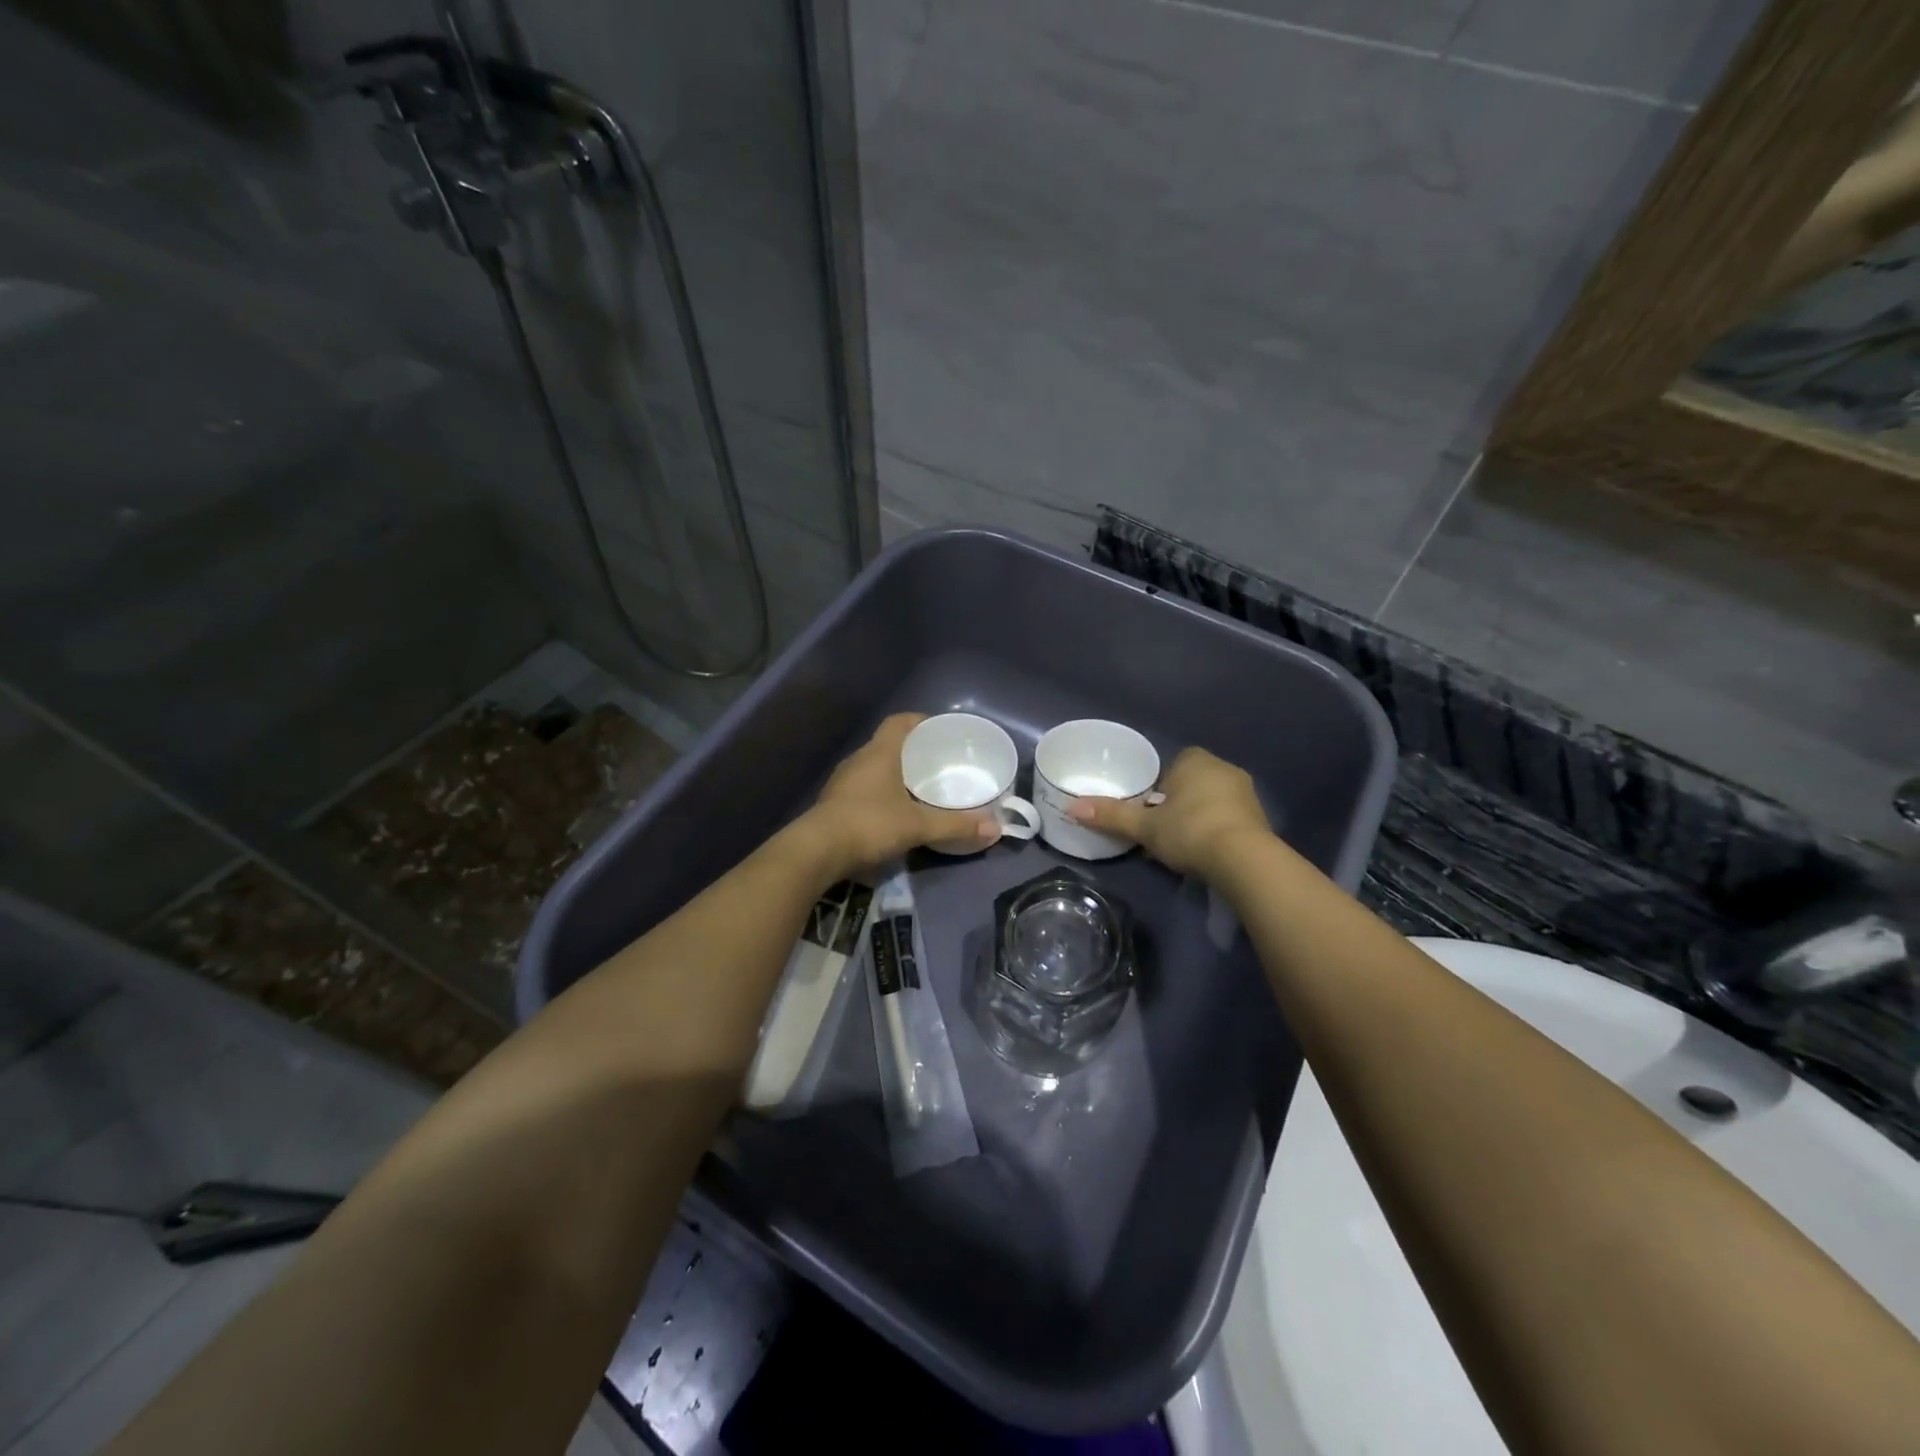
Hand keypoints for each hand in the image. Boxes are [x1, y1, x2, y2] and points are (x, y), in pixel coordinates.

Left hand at [804, 714, 996, 873]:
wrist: (815, 851)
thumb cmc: (869, 824)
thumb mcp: (918, 826)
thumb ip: (955, 826)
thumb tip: (995, 828)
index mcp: (880, 752)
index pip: (899, 721)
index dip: (920, 721)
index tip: (940, 730)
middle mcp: (860, 759)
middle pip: (888, 743)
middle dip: (913, 749)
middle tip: (938, 761)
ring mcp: (843, 781)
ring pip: (874, 766)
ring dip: (895, 772)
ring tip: (920, 786)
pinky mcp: (834, 803)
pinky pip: (864, 787)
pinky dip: (881, 792)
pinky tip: (894, 810)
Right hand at [1067, 746, 1269, 880]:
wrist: (1244, 860)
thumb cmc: (1189, 831)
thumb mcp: (1145, 827)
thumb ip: (1111, 815)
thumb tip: (1071, 808)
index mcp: (1195, 761)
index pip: (1174, 763)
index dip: (1160, 784)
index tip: (1150, 806)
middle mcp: (1224, 769)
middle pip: (1193, 781)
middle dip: (1180, 800)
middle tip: (1162, 826)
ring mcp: (1246, 793)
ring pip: (1213, 799)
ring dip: (1200, 815)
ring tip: (1183, 842)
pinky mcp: (1261, 818)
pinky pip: (1230, 817)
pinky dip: (1218, 829)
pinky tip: (1207, 851)